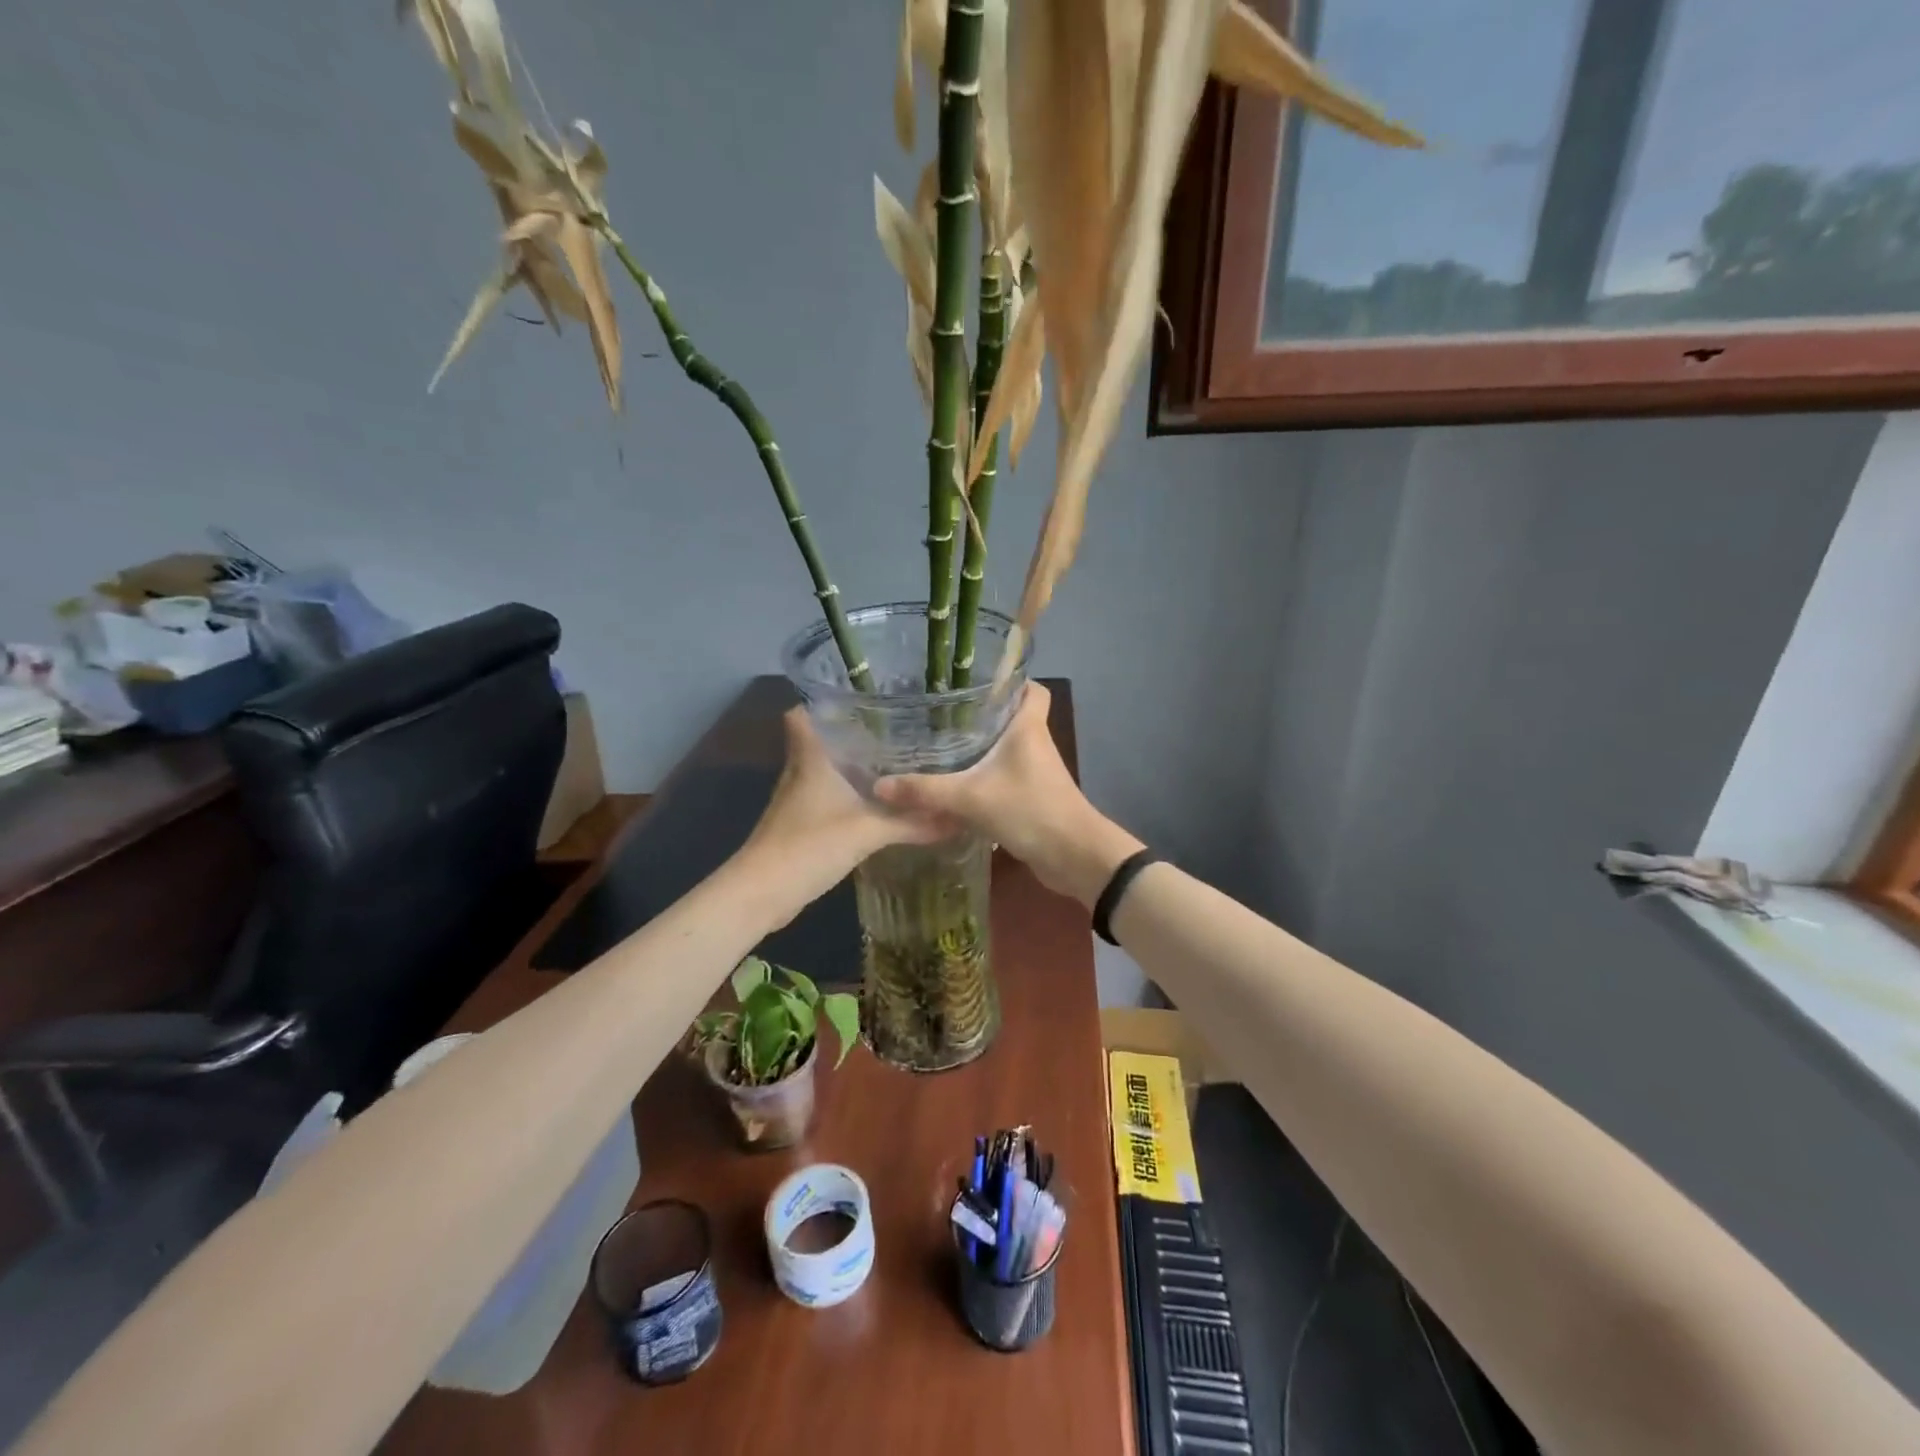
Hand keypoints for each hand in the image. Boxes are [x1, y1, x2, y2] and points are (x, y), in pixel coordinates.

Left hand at [732, 708, 948, 920]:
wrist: (762, 893)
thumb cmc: (810, 845)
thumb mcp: (868, 832)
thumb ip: (911, 823)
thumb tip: (955, 818)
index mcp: (811, 758)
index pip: (801, 714)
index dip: (822, 703)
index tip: (859, 700)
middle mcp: (800, 771)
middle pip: (819, 741)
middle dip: (850, 735)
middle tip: (893, 731)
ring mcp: (797, 800)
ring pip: (825, 771)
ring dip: (851, 767)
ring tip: (893, 763)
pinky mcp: (800, 825)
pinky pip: (827, 799)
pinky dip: (848, 797)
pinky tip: (875, 805)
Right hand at [874, 683, 1142, 905]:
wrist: (1074, 857)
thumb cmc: (1030, 811)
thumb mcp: (971, 798)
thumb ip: (926, 791)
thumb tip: (879, 786)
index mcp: (1028, 728)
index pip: (1031, 689)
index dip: (1012, 680)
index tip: (977, 680)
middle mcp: (1035, 744)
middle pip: (1012, 717)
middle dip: (982, 715)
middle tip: (941, 714)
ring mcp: (1036, 773)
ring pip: (1007, 750)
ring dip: (981, 749)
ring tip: (940, 745)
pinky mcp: (1032, 798)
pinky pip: (1005, 778)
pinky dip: (984, 779)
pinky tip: (956, 786)